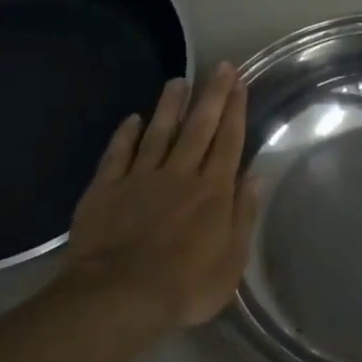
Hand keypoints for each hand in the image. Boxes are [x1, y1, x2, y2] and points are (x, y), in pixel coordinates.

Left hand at [56, 62, 259, 330]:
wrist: (120, 295)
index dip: (236, 111)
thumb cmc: (186, 286)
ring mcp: (140, 178)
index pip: (228, 142)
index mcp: (213, 191)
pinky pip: (118, 154)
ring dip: (170, 106)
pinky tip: (132, 119)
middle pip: (198, 128)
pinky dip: (126, 134)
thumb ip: (243, 215)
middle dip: (211, 95)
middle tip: (220, 66)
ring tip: (178, 81)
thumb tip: (254, 177)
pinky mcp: (106, 188)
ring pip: (158, 132)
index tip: (240, 83)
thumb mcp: (231, 260)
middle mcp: (180, 174)